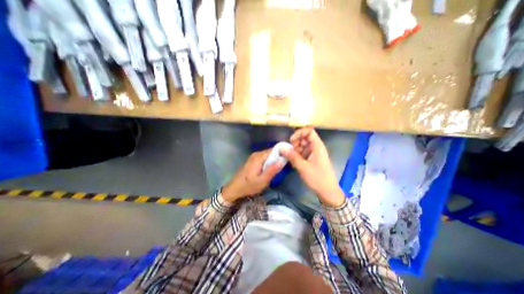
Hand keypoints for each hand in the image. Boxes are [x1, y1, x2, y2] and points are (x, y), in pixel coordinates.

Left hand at [222, 150, 284, 201]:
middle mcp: (257, 154)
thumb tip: (283, 160)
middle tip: (288, 164)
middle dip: (280, 156)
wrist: (234, 188)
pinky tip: (272, 168)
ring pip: (268, 155)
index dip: (283, 152)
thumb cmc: (248, 186)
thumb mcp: (262, 181)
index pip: (274, 149)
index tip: (291, 156)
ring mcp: (254, 157)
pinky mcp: (253, 160)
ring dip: (275, 159)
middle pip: (272, 152)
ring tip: (282, 166)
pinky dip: (270, 161)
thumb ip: (272, 170)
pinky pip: (265, 158)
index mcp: (259, 157)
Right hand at [280, 127, 346, 206]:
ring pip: (303, 145)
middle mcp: (316, 147)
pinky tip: (294, 162)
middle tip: (289, 151)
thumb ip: (292, 156)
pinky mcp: (312, 159)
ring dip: (295, 149)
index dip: (299, 133)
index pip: (309, 131)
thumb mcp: (303, 167)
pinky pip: (303, 152)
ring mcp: (314, 153)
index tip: (291, 140)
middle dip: (295, 142)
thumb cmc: (318, 178)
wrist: (328, 191)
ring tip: (291, 158)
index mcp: (317, 146)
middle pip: (305, 138)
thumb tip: (281, 148)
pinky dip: (297, 155)